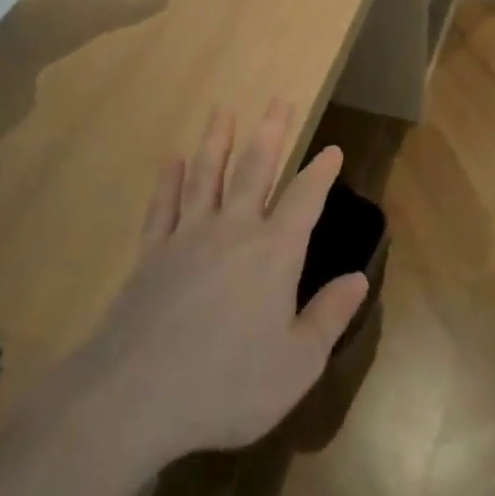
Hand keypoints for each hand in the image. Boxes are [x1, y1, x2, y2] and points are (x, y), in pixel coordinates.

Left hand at [68, 101, 369, 469]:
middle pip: (255, 169)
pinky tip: (171, 160)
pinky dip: (169, 180)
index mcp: (274, 252)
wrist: (134, 396)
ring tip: (223, 111)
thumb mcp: (296, 363)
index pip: (305, 199)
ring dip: (217, 141)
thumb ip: (329, 316)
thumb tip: (359, 277)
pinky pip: (164, 205)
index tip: (332, 149)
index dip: (321, 172)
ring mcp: (187, 237)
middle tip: (278, 99)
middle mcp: (234, 231)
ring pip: (207, 175)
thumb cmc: (227, 384)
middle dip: (271, 132)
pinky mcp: (152, 253)